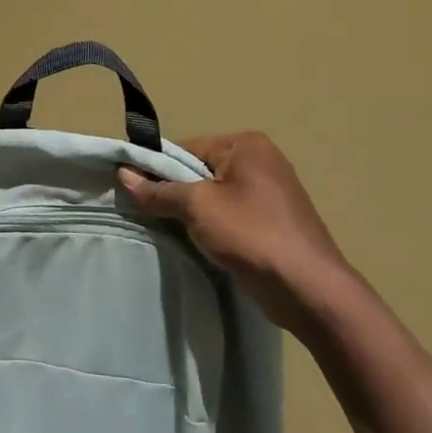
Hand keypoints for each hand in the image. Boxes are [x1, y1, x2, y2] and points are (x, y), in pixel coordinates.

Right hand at [117, 132, 353, 336]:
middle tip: (148, 214)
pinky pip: (230, 214)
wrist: (307, 288)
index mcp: (246, 145)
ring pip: (214, 195)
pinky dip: (212, 226)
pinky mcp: (274, 221)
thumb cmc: (250, 234)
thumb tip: (123, 174)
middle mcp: (262, 160)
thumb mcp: (196, 208)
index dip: (156, 168)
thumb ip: (158, 190)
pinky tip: (199, 243)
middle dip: (174, 191)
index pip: (185, 147)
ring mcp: (271, 192)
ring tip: (171, 231)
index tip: (133, 191)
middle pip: (199, 170)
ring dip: (192, 212)